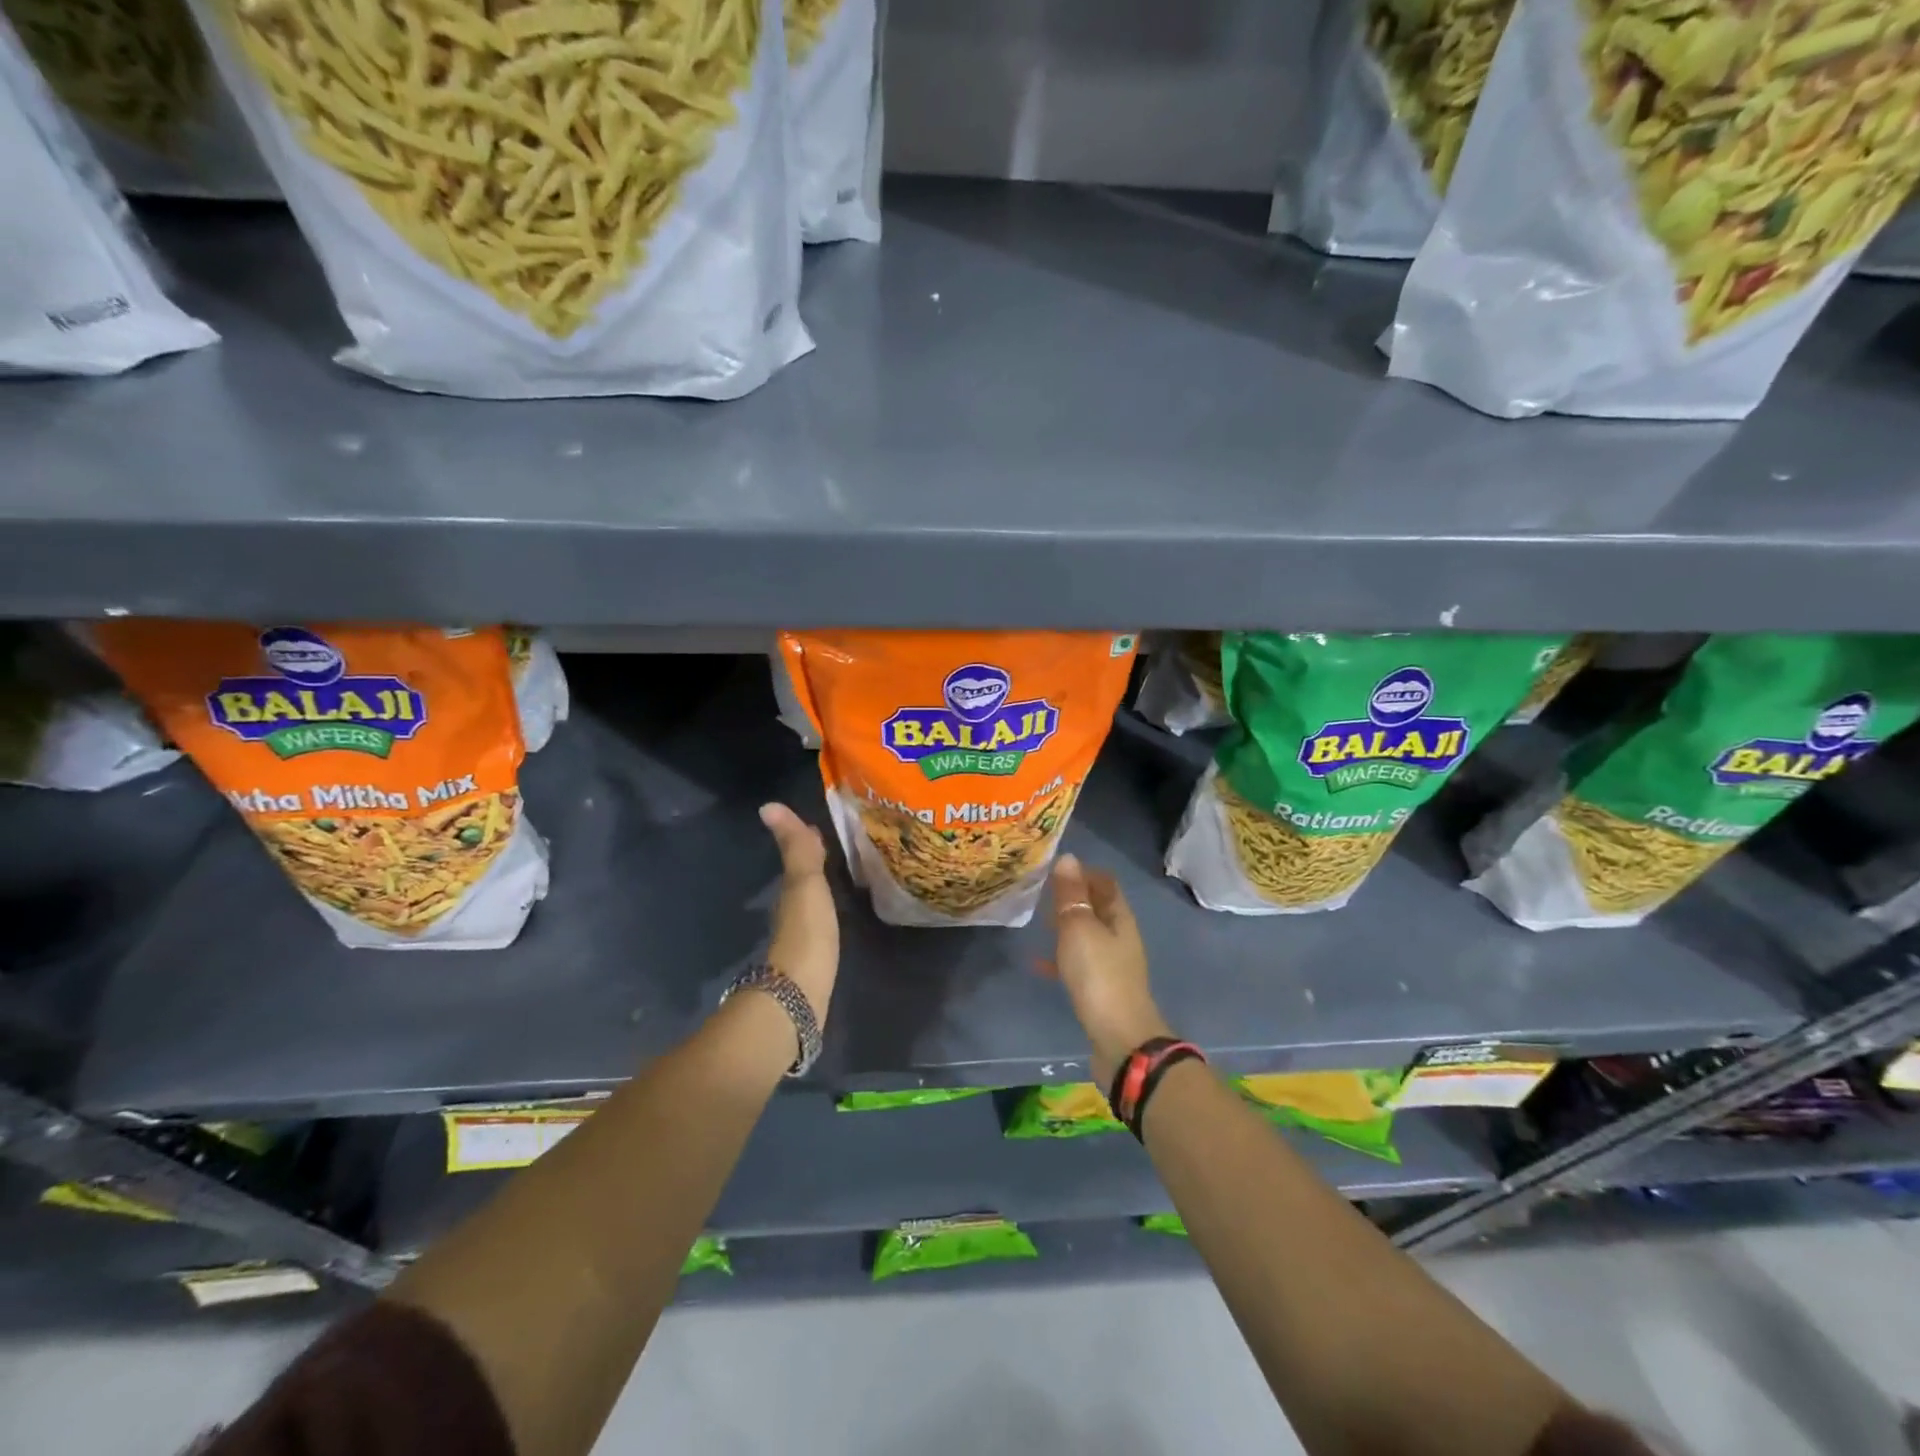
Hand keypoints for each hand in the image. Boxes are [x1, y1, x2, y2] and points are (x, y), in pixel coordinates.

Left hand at [758, 802, 839, 1026]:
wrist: (799, 997)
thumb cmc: (806, 935)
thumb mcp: (804, 885)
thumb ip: (795, 849)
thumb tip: (769, 805)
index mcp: (791, 891)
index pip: (799, 857)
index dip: (807, 839)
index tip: (820, 824)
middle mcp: (792, 910)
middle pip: (803, 878)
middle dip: (815, 861)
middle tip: (837, 846)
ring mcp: (801, 937)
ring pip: (810, 901)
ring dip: (821, 886)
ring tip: (842, 874)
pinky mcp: (813, 960)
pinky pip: (819, 923)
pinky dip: (825, 910)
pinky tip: (836, 914)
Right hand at [1049, 853, 1168, 1087]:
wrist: (1120, 1039)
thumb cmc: (1099, 975)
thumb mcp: (1079, 929)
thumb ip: (1071, 895)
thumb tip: (1068, 858)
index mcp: (1119, 917)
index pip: (1105, 882)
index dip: (1083, 871)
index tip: (1055, 867)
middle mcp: (1120, 936)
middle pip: (1097, 908)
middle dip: (1072, 898)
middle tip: (1041, 892)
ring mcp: (1112, 964)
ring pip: (1087, 935)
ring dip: (1066, 926)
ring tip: (1038, 921)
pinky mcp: (1101, 989)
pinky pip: (1078, 964)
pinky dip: (1060, 958)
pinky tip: (1038, 963)